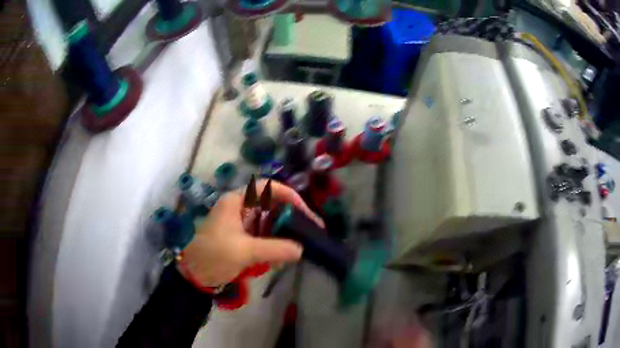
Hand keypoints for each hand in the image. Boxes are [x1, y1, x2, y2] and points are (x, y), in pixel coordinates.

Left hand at [178, 179, 322, 287]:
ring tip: (296, 250)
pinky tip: (279, 260)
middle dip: (289, 219)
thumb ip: (275, 249)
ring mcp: (241, 224)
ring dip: (282, 236)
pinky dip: (273, 247)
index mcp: (237, 202)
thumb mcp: (244, 251)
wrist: (193, 275)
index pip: (267, 188)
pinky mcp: (242, 238)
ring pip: (269, 224)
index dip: (288, 195)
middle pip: (271, 206)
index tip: (304, 212)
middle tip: (309, 232)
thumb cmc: (213, 256)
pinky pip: (264, 238)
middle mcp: (240, 209)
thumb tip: (301, 250)